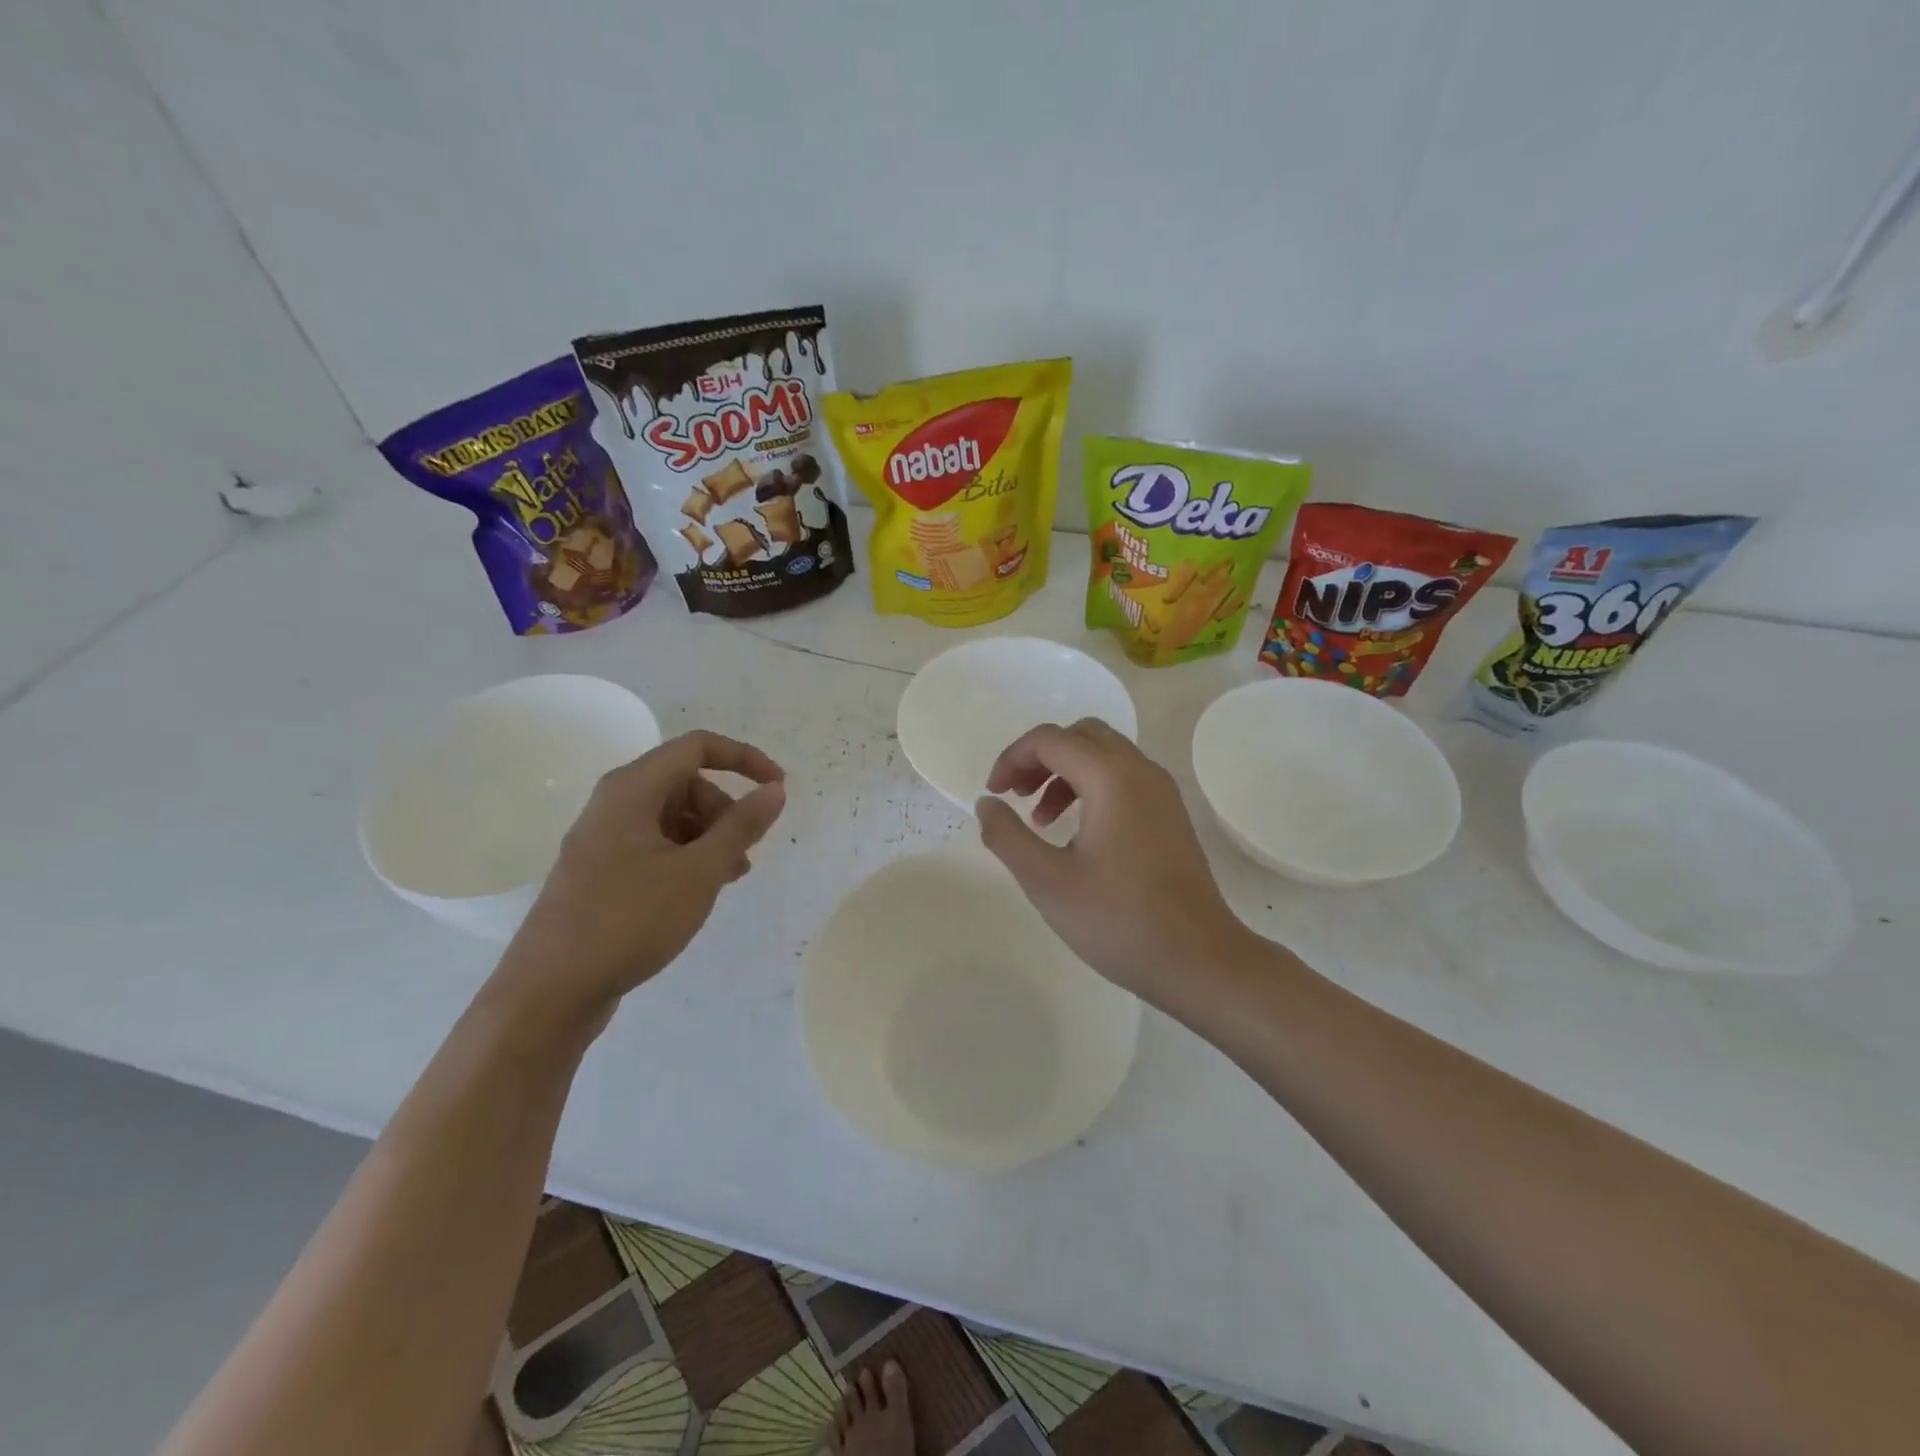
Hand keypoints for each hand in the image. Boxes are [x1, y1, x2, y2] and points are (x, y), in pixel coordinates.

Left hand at [492, 731, 786, 1033]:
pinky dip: (686, 857)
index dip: (744, 758)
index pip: (697, 747)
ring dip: (710, 837)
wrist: (549, 992)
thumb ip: (741, 826)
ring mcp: (604, 839)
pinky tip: (699, 892)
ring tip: (729, 879)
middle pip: (685, 783)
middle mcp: (614, 804)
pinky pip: (655, 845)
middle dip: (725, 809)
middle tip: (745, 852)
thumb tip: (774, 791)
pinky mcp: (601, 871)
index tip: (777, 788)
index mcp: (632, 789)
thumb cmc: (629, 920)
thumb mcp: (699, 872)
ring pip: (672, 817)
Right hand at [975, 720, 1261, 1010]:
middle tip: (1016, 794)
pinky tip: (1077, 831)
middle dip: (1040, 756)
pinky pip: (1124, 777)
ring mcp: (1162, 791)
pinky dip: (1092, 786)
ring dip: (1065, 771)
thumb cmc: (1118, 921)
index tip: (994, 794)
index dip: (1012, 758)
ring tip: (1041, 819)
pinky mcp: (1170, 814)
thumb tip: (987, 803)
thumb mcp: (1047, 882)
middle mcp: (1141, 771)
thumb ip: (1008, 836)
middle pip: (1081, 735)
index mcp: (1111, 778)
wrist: (1199, 960)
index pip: (1050, 740)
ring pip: (1105, 754)